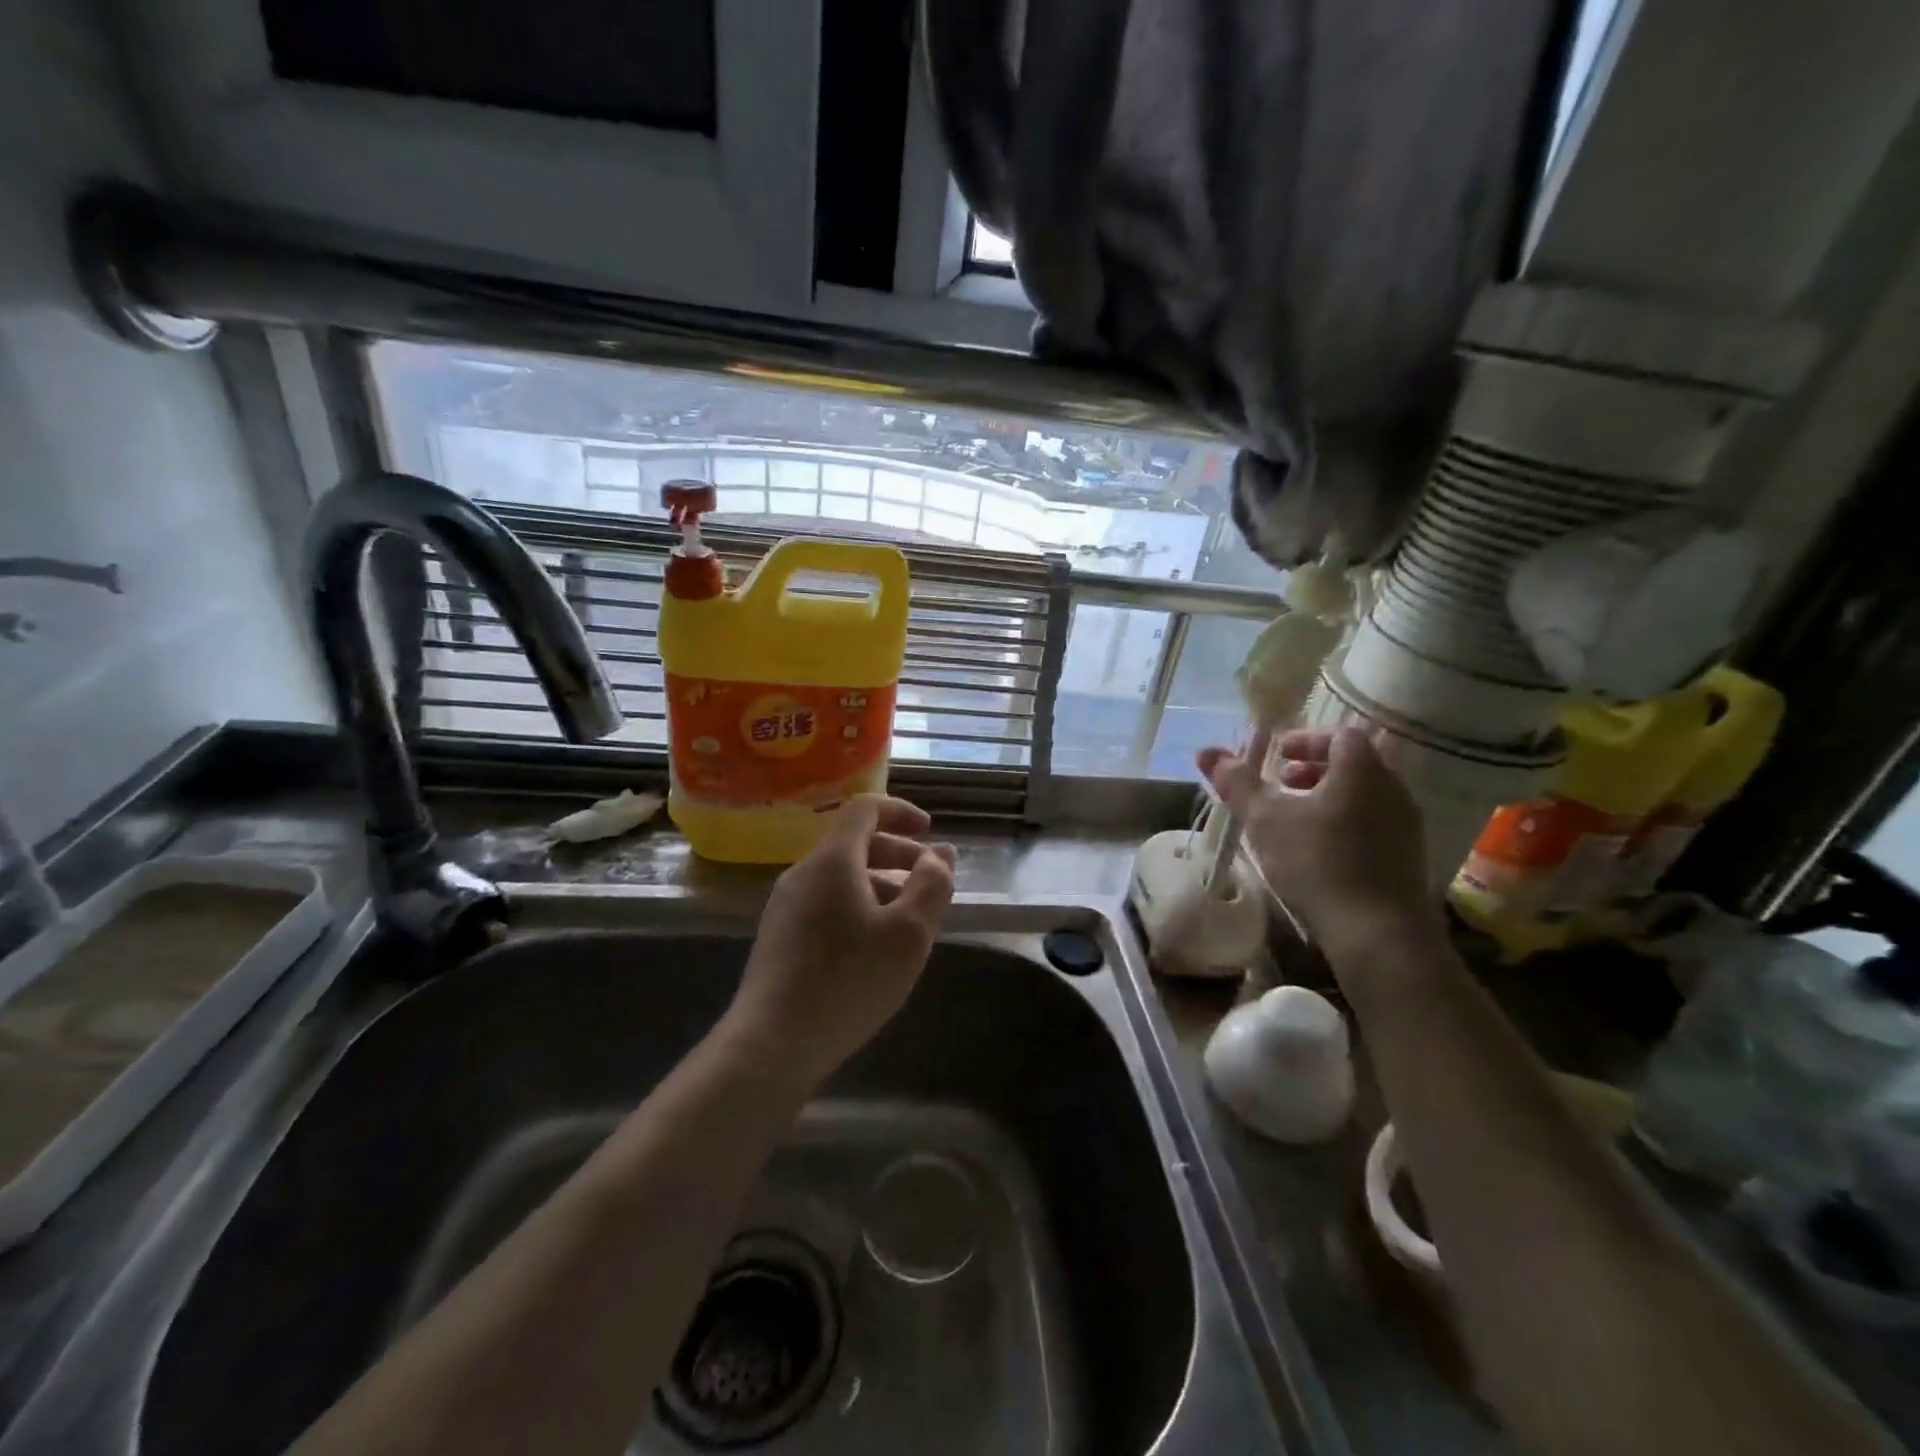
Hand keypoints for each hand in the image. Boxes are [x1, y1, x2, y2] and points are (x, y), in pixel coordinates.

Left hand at [723, 794, 955, 1085]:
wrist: (771, 1043)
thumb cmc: (848, 981)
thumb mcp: (908, 934)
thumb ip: (931, 886)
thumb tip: (938, 857)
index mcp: (832, 861)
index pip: (864, 809)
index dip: (901, 811)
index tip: (930, 832)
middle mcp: (803, 874)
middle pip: (854, 844)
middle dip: (899, 854)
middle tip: (931, 882)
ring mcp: (786, 907)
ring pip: (841, 878)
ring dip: (881, 885)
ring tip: (910, 921)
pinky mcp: (780, 937)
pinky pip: (827, 903)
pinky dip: (859, 907)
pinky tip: (874, 948)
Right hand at [1197, 727, 1434, 956]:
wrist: (1379, 934)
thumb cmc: (1318, 864)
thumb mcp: (1265, 820)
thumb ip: (1237, 783)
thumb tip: (1206, 752)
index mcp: (1362, 770)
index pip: (1340, 735)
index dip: (1306, 739)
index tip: (1278, 756)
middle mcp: (1393, 789)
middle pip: (1355, 763)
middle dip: (1315, 767)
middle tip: (1283, 782)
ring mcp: (1407, 825)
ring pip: (1366, 794)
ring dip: (1330, 795)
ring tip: (1297, 818)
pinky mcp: (1410, 857)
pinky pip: (1376, 821)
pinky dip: (1347, 820)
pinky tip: (1321, 849)